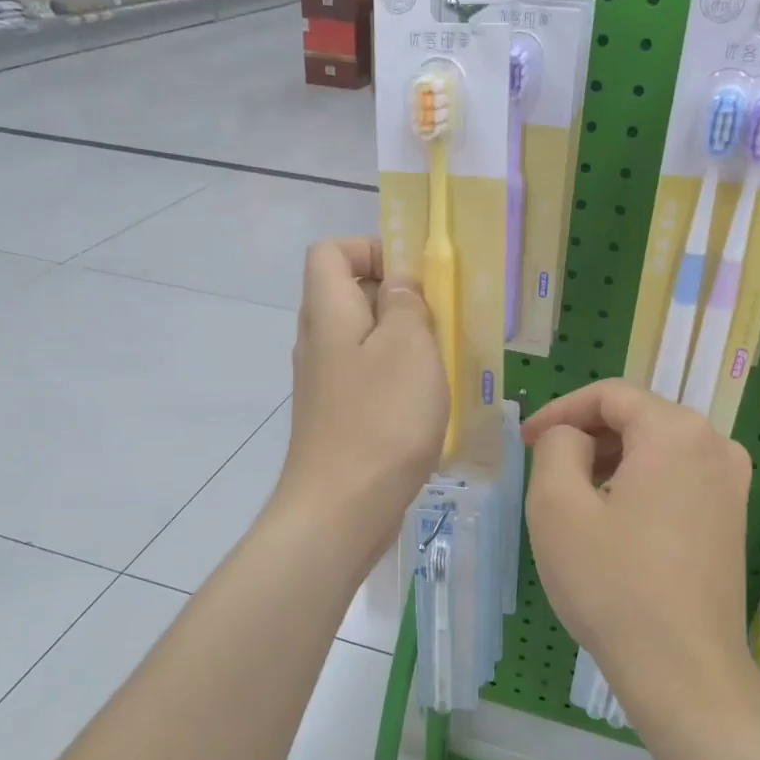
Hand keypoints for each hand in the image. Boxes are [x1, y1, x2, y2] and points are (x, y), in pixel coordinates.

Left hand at [274, 239, 447, 563]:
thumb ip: (406, 304)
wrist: (341, 510)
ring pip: (364, 340)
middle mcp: (318, 342)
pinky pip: (367, 377)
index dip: (371, 249)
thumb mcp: (408, 347)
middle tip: (442, 320)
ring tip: (442, 362)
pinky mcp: (337, 417)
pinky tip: (427, 403)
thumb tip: (399, 285)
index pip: (331, 252)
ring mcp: (325, 383)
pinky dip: (396, 378)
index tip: (415, 275)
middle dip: (398, 298)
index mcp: (328, 312)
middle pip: (350, 294)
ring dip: (403, 342)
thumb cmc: (381, 420)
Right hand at [522, 380, 753, 719]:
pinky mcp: (732, 516)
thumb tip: (574, 438)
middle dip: (586, 434)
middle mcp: (715, 445)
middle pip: (638, 417)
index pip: (610, 395)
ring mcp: (731, 483)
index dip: (561, 410)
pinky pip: (677, 477)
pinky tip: (613, 519)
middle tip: (545, 467)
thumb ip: (557, 446)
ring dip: (611, 459)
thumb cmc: (613, 583)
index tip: (527, 441)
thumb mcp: (557, 506)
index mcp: (676, 431)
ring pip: (657, 447)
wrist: (683, 669)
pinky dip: (639, 482)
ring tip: (574, 495)